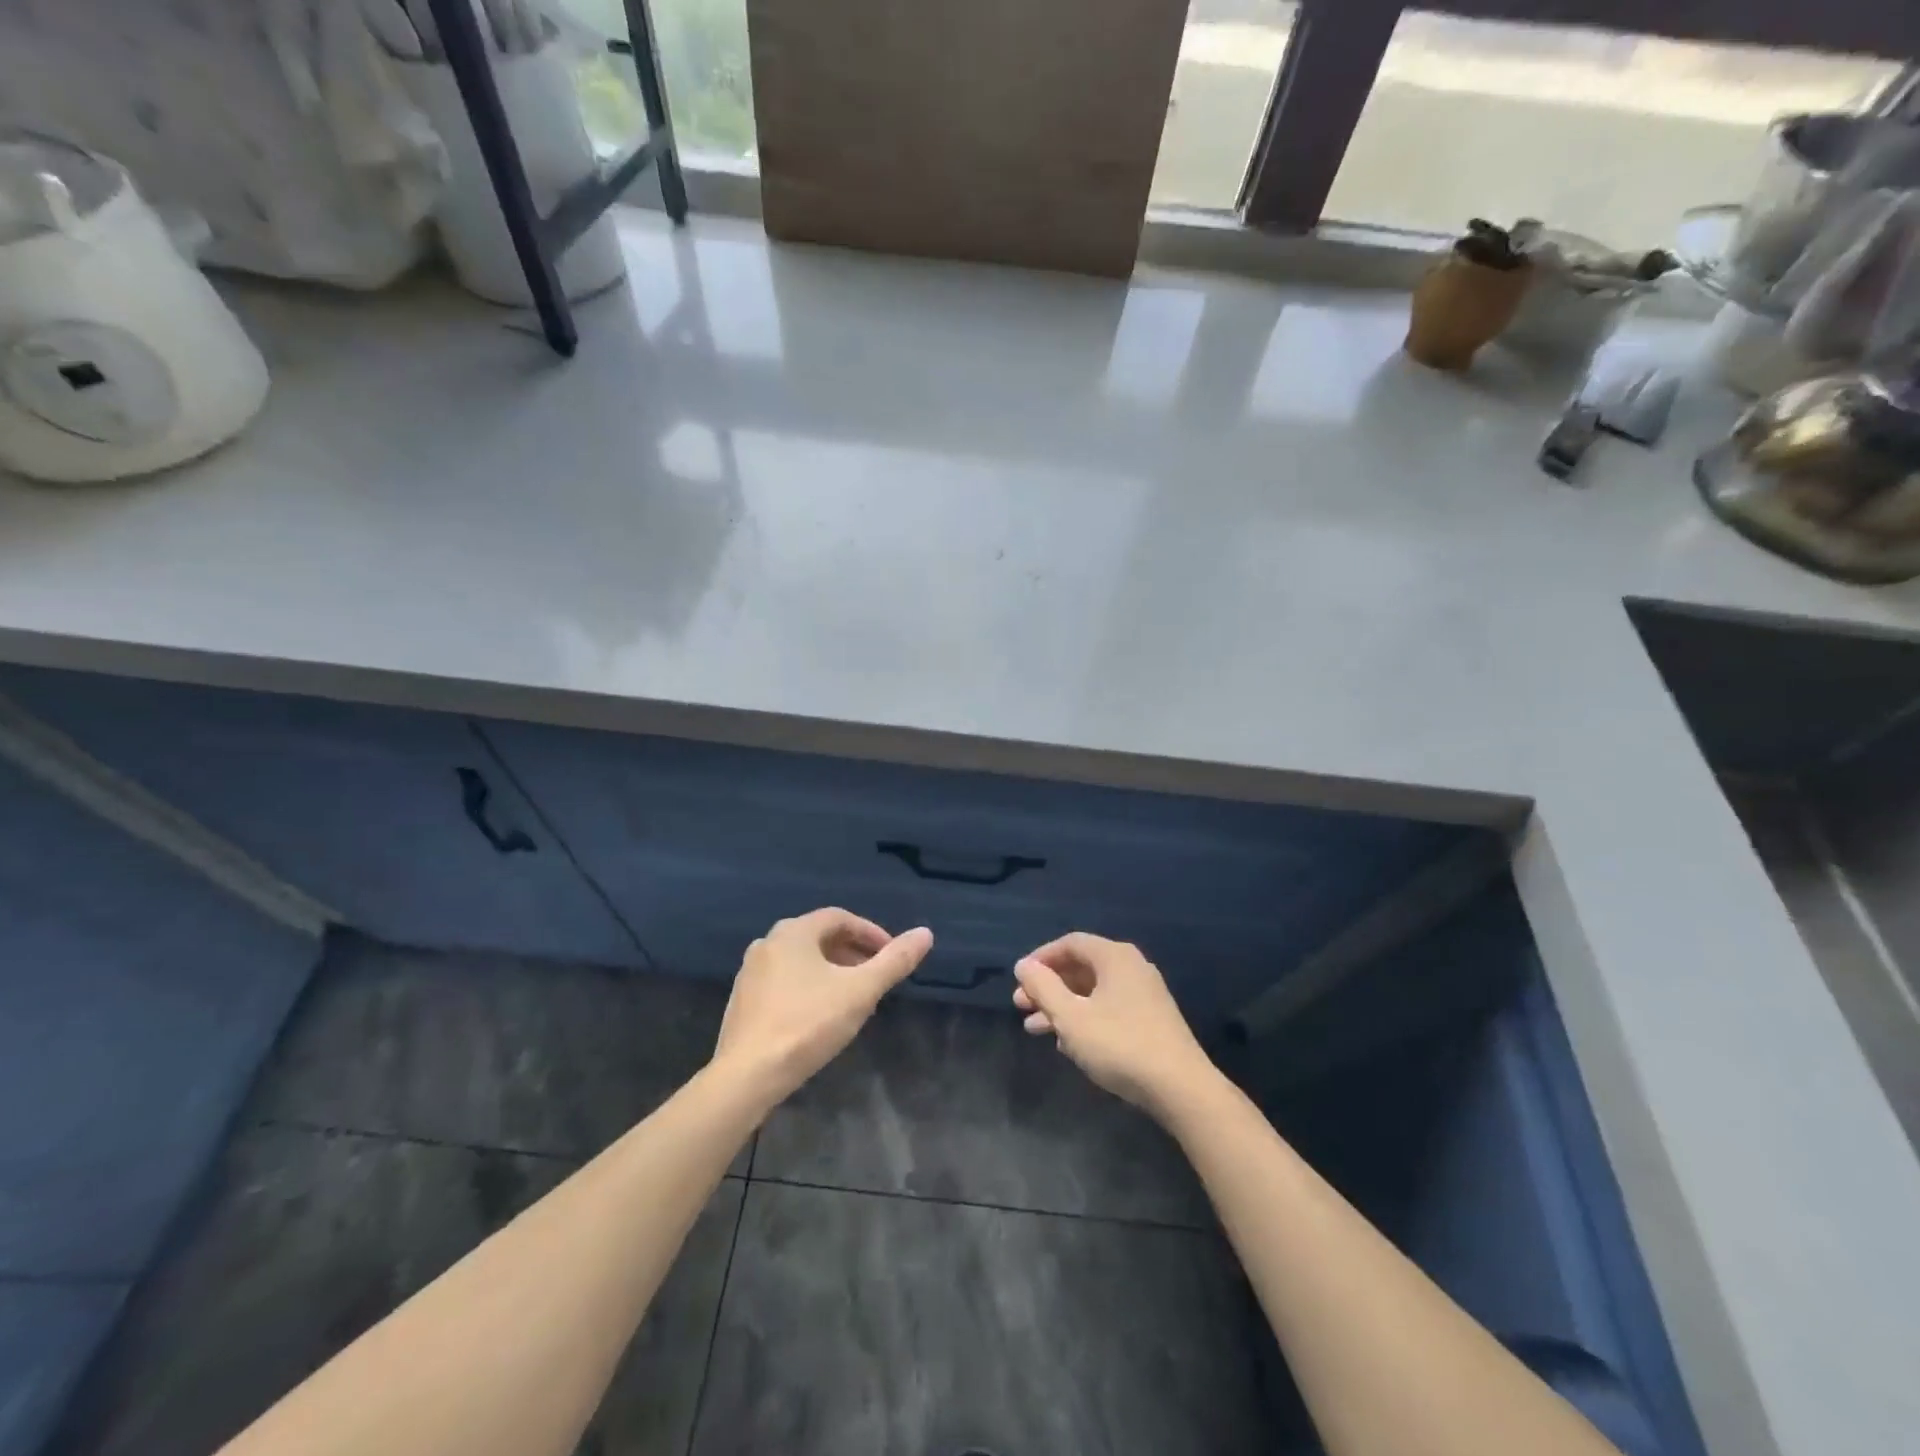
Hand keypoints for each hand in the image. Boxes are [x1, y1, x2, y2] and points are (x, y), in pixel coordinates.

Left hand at [713, 908, 932, 1107]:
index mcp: (794, 932)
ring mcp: (750, 973)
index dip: (871, 933)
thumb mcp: (860, 992)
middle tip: (875, 977)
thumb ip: (894, 961)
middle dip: (852, 953)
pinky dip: (808, 987)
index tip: (891, 956)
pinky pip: (783, 982)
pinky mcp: (742, 1001)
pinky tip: (820, 1016)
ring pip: (801, 961)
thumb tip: (925, 933)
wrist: (747, 1076)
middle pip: (819, 937)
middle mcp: (768, 943)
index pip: (840, 918)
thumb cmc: (808, 1024)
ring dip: (831, 971)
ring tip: (853, 998)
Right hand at [1013, 932, 1216, 1117]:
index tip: (1019, 979)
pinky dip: (1084, 1020)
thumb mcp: (1071, 1017)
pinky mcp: (1151, 1021)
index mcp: (1115, 957)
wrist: (1181, 1088)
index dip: (1041, 958)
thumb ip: (1043, 988)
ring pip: (1093, 992)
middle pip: (1081, 968)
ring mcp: (1145, 995)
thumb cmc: (1119, 1044)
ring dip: (1062, 1007)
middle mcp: (1132, 968)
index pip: (1070, 943)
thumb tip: (1024, 965)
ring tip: (1034, 1030)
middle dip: (1048, 987)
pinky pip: (1108, 1009)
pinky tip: (1067, 1045)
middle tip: (1020, 1006)